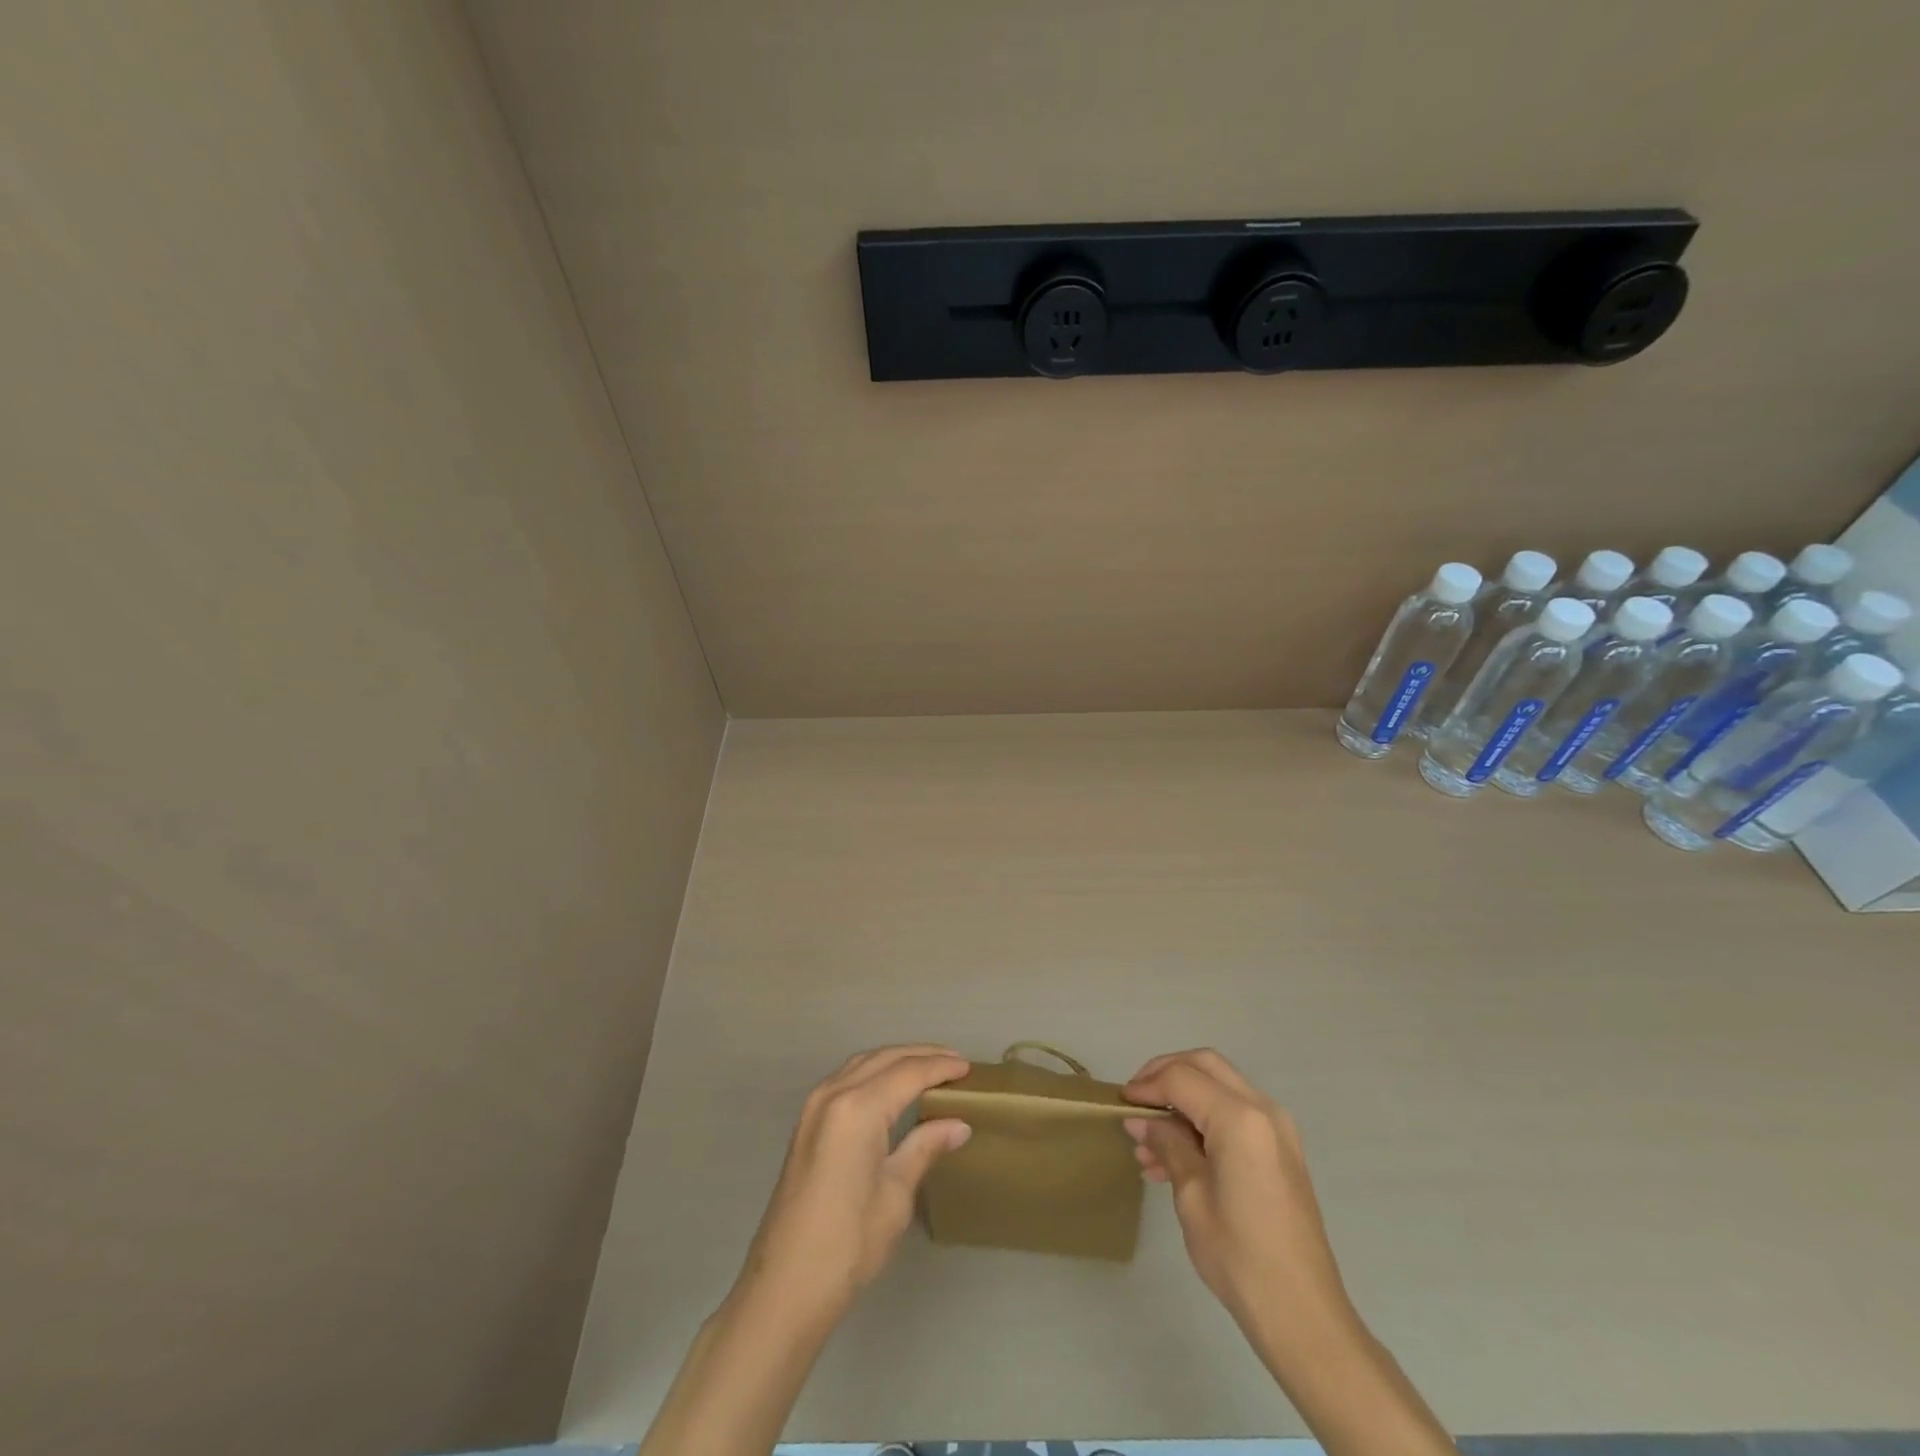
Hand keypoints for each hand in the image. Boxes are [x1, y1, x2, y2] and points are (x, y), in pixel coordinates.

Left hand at [736, 1044, 970, 1326]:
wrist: (785, 1287)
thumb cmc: (849, 1244)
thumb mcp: (896, 1194)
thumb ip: (925, 1147)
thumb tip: (958, 1124)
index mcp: (858, 1108)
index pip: (908, 1073)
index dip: (940, 1067)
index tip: (969, 1067)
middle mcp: (833, 1094)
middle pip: (884, 1058)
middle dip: (921, 1055)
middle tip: (954, 1061)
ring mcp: (814, 1106)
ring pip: (863, 1063)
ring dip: (896, 1059)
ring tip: (928, 1067)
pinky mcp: (806, 1123)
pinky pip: (846, 1078)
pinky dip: (874, 1071)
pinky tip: (891, 1086)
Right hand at [1124, 1049, 1352, 1348]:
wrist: (1303, 1315)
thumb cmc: (1240, 1256)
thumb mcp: (1191, 1196)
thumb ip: (1167, 1144)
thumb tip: (1141, 1120)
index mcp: (1240, 1119)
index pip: (1182, 1078)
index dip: (1146, 1085)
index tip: (1120, 1102)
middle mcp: (1263, 1110)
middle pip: (1205, 1065)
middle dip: (1165, 1074)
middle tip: (1136, 1100)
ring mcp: (1276, 1129)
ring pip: (1219, 1086)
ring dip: (1183, 1100)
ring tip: (1148, 1143)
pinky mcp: (1280, 1149)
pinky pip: (1234, 1113)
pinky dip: (1203, 1119)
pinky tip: (1174, 1157)